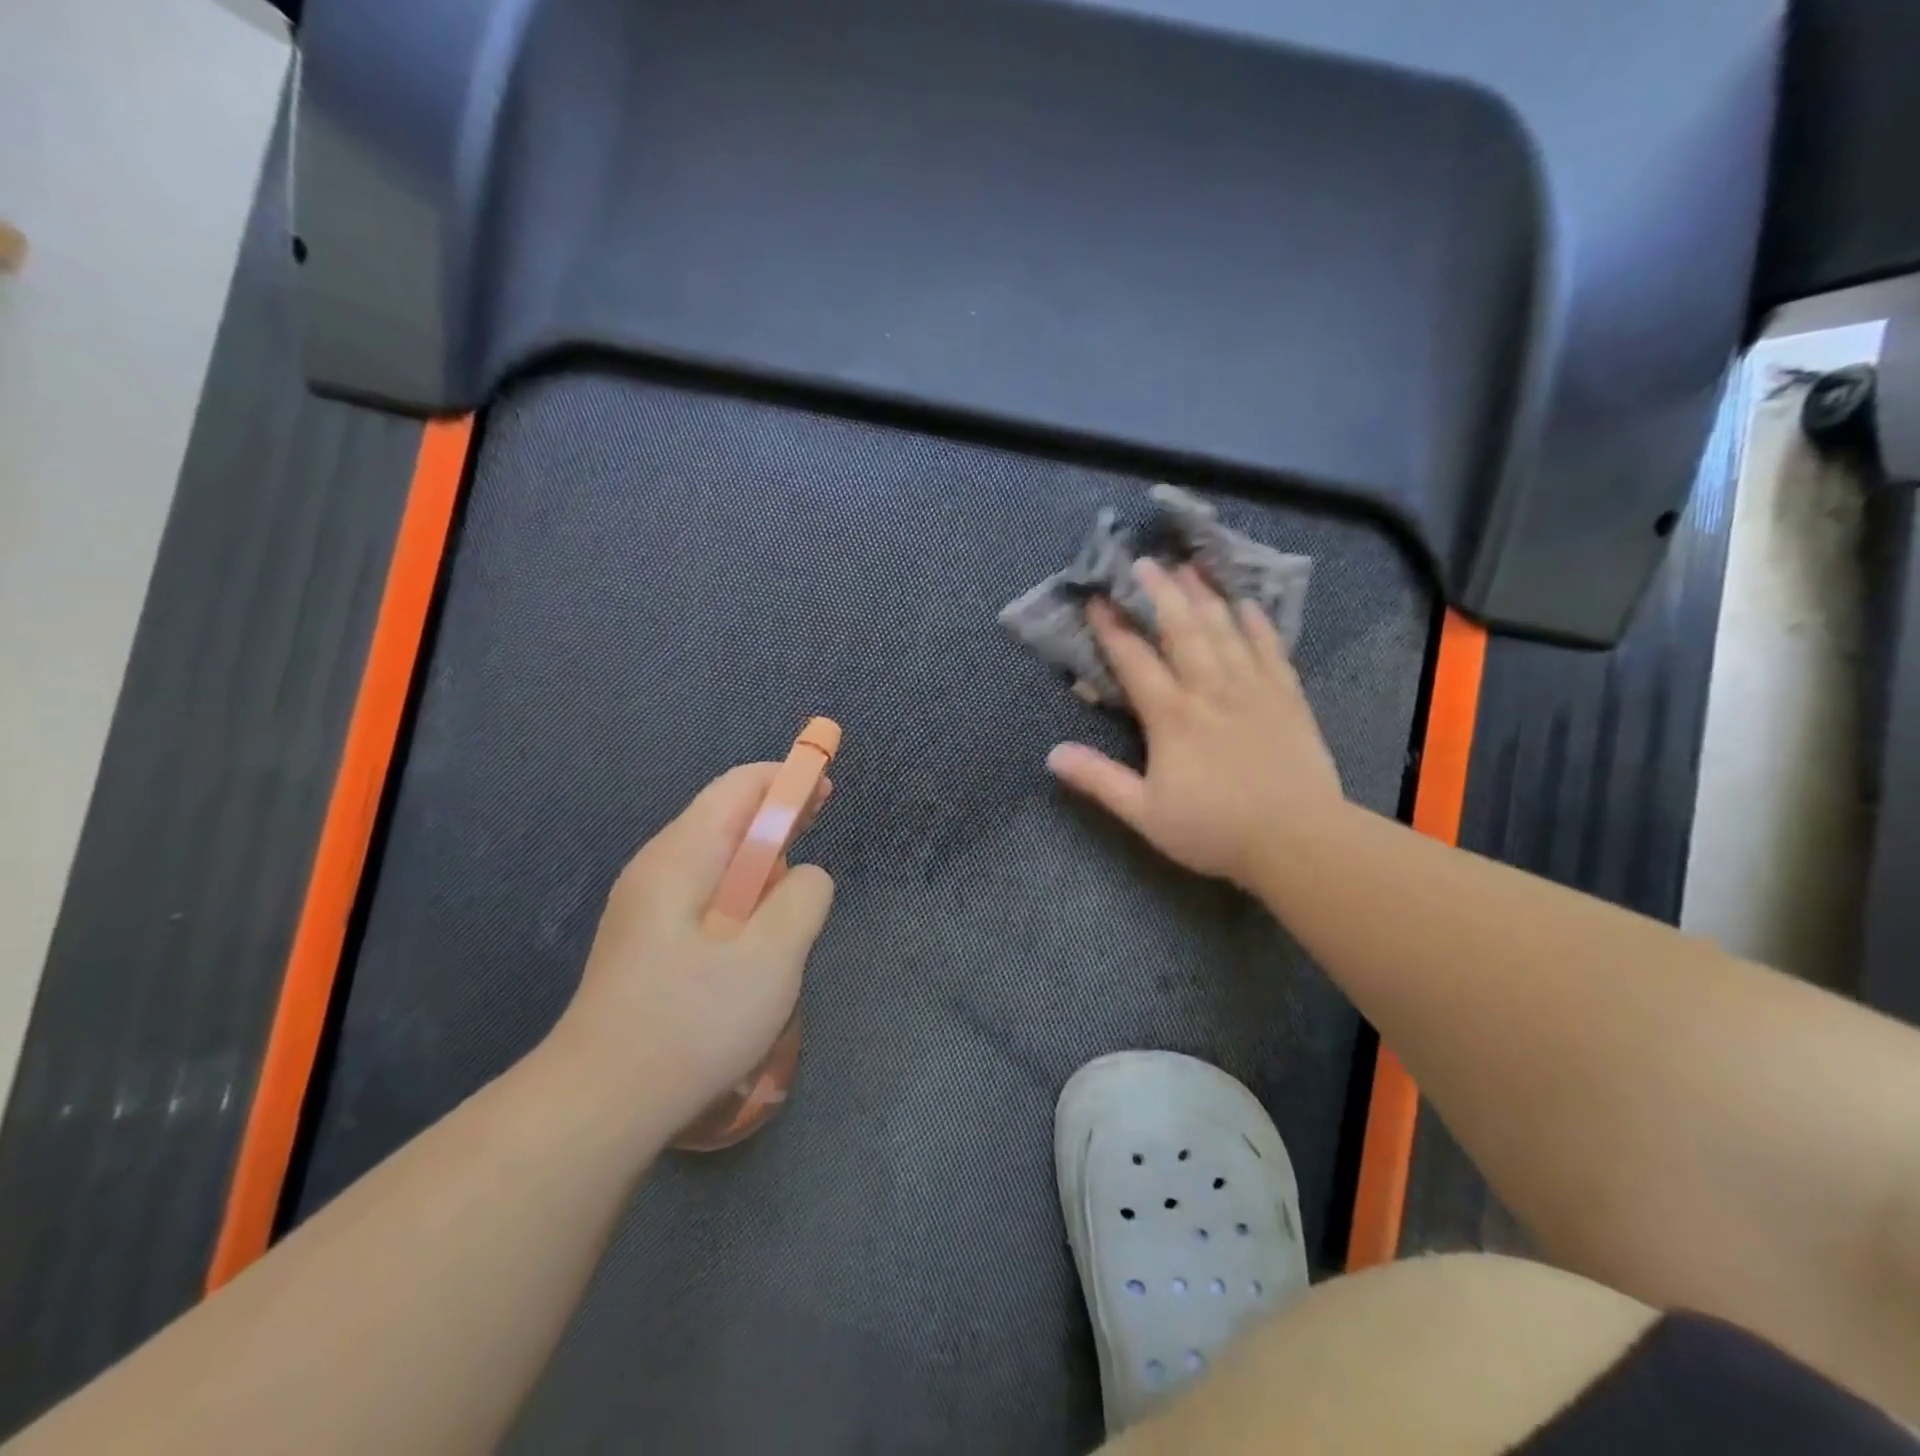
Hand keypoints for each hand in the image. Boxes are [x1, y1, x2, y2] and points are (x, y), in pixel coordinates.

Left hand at [552, 763, 835, 1132]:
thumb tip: (808, 876)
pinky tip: (756, 933)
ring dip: (759, 862)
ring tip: (794, 888)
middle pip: (723, 820)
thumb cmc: (691, 1024)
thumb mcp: (772, 957)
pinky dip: (740, 895)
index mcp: (680, 858)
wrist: (600, 1106)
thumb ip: (803, 898)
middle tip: (819, 825)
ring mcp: (643, 909)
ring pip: (713, 862)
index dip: (786, 780)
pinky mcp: (644, 944)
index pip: (737, 789)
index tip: (825, 789)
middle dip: (776, 817)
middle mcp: (655, 870)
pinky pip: (702, 897)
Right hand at [1047, 558, 1345, 888]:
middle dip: (1160, 593)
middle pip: (1182, 629)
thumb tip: (1052, 754)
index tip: (1096, 600)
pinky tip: (1248, 604)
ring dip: (1205, 596)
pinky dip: (1257, 623)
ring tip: (1190, 568)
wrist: (1298, 840)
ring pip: (1225, 630)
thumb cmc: (1214, 829)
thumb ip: (1099, 780)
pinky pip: (1270, 648)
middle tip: (1146, 561)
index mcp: (1171, 716)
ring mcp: (1252, 688)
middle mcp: (1210, 689)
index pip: (1135, 660)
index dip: (1112, 628)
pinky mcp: (1288, 697)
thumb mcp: (1145, 813)